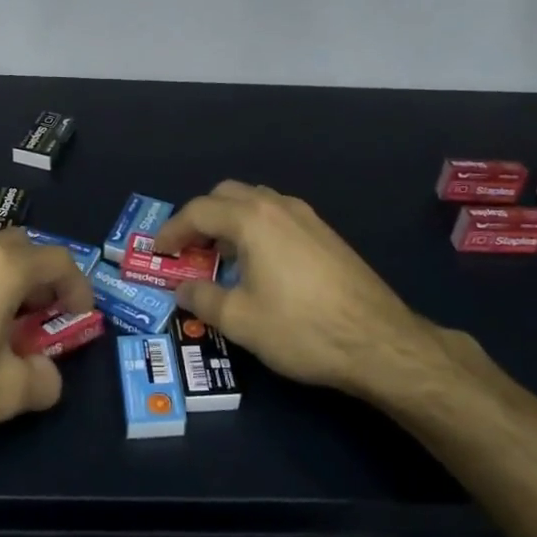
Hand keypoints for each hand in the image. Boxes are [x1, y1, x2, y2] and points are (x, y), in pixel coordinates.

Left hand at [0, 231, 92, 456]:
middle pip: (23, 248)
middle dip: (42, 279)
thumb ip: (42, 381)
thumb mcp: (3, 394)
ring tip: (4, 327)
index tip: (80, 318)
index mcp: (4, 267)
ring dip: (8, 282)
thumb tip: (49, 377)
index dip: (79, 287)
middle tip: (43, 318)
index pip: (59, 260)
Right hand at [156, 181, 473, 397]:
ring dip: (230, 221)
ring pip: (255, 202)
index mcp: (252, 219)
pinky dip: (255, 229)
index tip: (157, 252)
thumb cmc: (302, 329)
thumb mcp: (241, 320)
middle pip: (227, 195)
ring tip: (221, 258)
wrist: (379, 341)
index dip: (172, 230)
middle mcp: (278, 206)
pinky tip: (259, 265)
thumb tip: (183, 288)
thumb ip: (203, 298)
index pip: (199, 211)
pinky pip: (277, 216)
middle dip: (201, 218)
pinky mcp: (325, 234)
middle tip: (188, 250)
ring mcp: (307, 217)